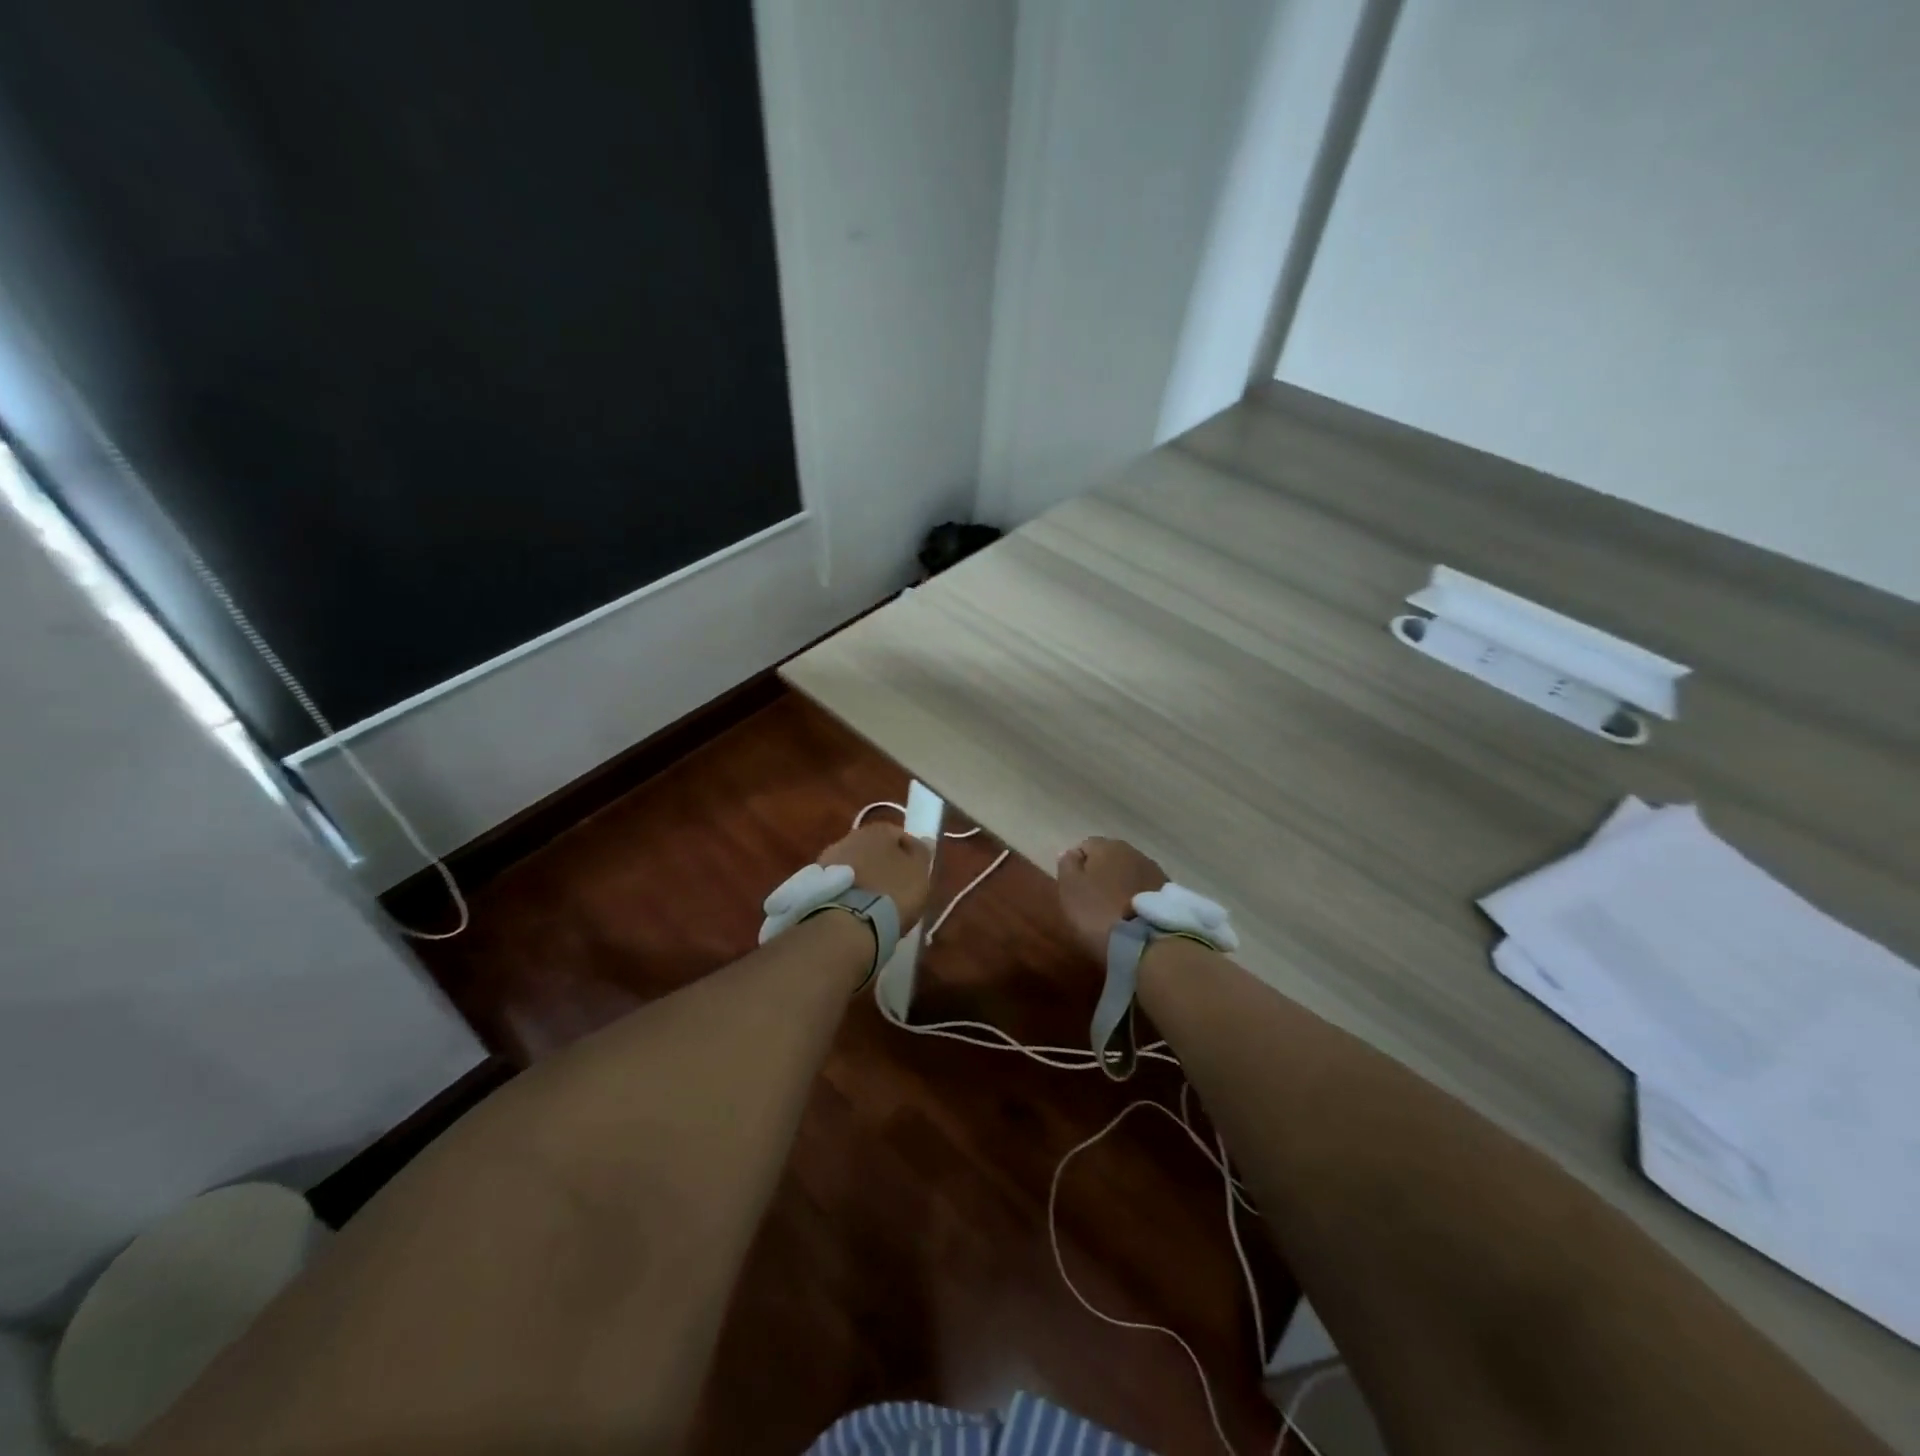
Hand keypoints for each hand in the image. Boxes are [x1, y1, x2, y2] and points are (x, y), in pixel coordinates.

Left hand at [818, 822, 932, 929]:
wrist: (847, 922)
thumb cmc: (891, 892)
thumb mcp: (919, 874)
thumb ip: (922, 854)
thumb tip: (925, 839)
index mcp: (877, 830)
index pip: (900, 835)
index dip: (911, 854)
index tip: (916, 874)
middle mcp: (850, 837)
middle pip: (874, 849)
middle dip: (884, 865)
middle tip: (896, 888)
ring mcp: (829, 859)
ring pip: (855, 866)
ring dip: (865, 878)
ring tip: (875, 903)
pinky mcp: (816, 883)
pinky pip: (842, 884)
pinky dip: (850, 892)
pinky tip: (857, 909)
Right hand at [1056, 836, 1166, 963]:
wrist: (1147, 942)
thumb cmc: (1098, 911)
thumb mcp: (1070, 888)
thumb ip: (1067, 865)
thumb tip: (1070, 852)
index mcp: (1106, 845)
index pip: (1085, 846)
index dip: (1076, 866)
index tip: (1073, 890)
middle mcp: (1133, 851)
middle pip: (1109, 858)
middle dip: (1101, 874)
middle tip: (1092, 900)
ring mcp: (1155, 871)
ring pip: (1129, 873)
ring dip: (1121, 886)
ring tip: (1114, 911)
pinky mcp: (1170, 894)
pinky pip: (1145, 891)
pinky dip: (1136, 899)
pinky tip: (1132, 917)